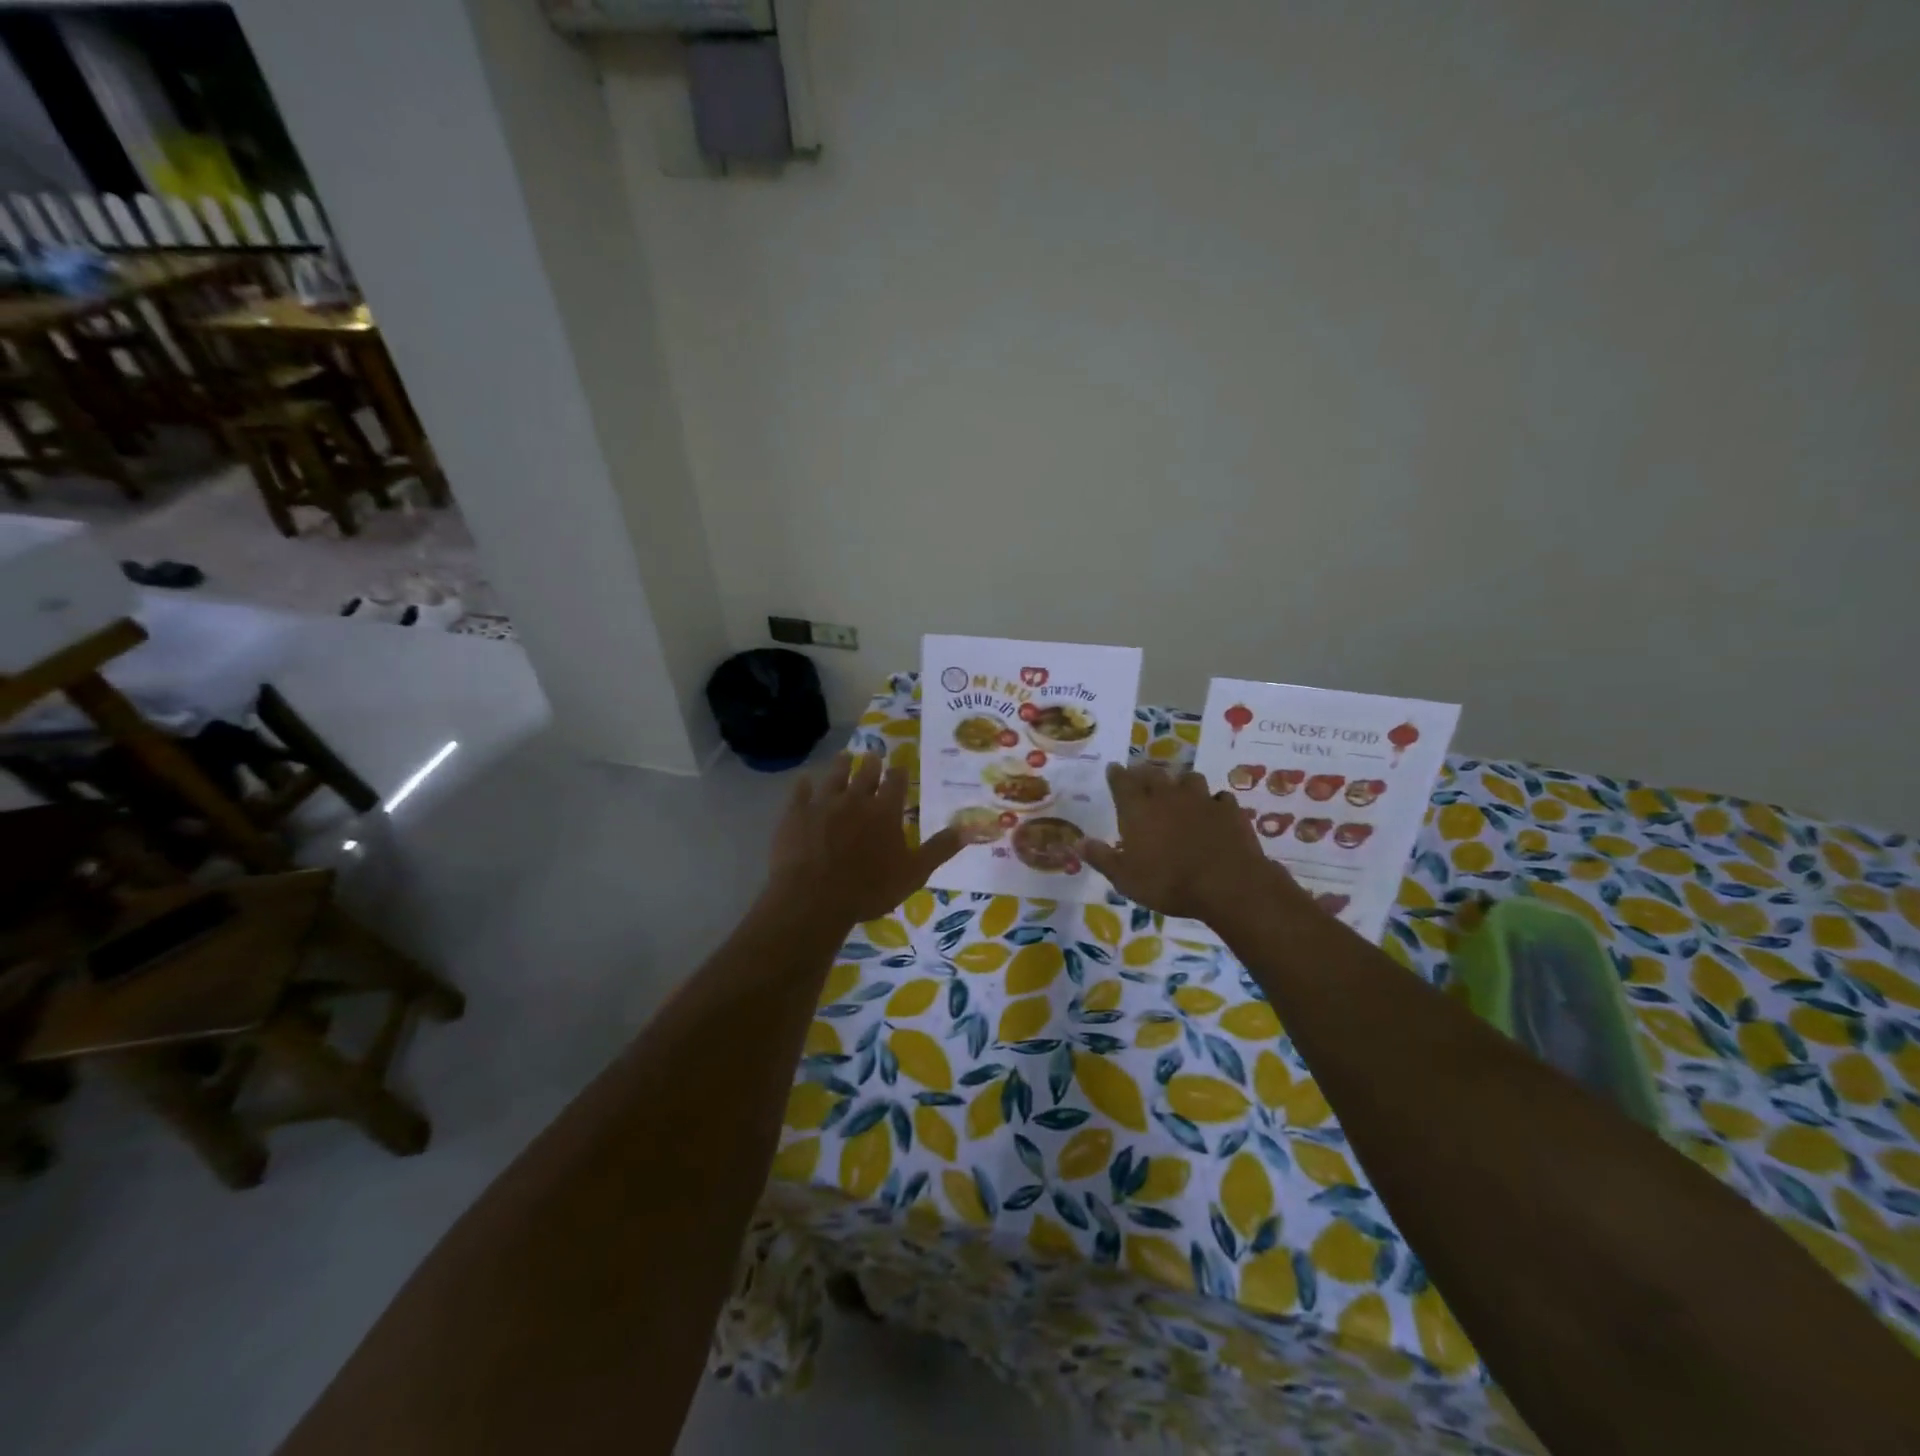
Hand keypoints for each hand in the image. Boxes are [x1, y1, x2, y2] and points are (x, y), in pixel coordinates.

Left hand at [765, 751, 963, 927]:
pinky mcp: (795, 814)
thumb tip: (972, 827)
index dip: (899, 773)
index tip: (900, 765)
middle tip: (873, 755)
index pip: (896, 782)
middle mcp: (855, 799)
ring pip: (834, 776)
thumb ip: (941, 848)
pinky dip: (804, 785)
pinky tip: (804, 780)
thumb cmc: (869, 889)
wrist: (813, 898)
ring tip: (845, 756)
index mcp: (885, 811)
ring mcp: (823, 803)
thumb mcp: (914, 872)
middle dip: (871, 764)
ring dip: (841, 765)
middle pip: (865, 773)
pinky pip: (800, 792)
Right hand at [1080, 762, 1307, 923]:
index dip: (1116, 774)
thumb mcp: (1125, 879)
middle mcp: (1167, 796)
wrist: (1227, 884)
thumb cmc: (1168, 883)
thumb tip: (1078, 842)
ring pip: (1189, 778)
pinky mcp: (1228, 809)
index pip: (1121, 782)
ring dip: (1181, 782)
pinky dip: (1213, 802)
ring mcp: (1201, 799)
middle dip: (1144, 773)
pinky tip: (1213, 810)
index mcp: (1138, 809)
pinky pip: (1219, 797)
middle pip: (1153, 774)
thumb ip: (1101, 858)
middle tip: (1141, 775)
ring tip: (1179, 789)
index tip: (1113, 768)